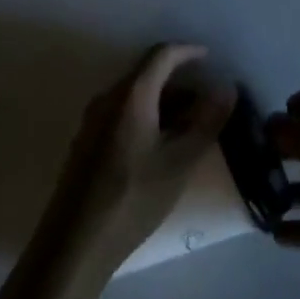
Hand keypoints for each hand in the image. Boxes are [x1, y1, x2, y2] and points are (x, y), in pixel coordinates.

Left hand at [22, 43, 235, 289]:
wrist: (73, 246)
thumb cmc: (132, 198)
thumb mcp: (180, 162)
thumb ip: (206, 122)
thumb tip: (226, 88)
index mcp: (131, 95)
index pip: (162, 55)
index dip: (188, 51)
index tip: (210, 58)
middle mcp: (108, 98)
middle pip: (148, 75)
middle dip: (180, 83)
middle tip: (206, 104)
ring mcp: (93, 121)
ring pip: (135, 97)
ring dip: (164, 104)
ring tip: (189, 130)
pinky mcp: (86, 144)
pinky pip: (122, 114)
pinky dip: (147, 117)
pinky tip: (159, 148)